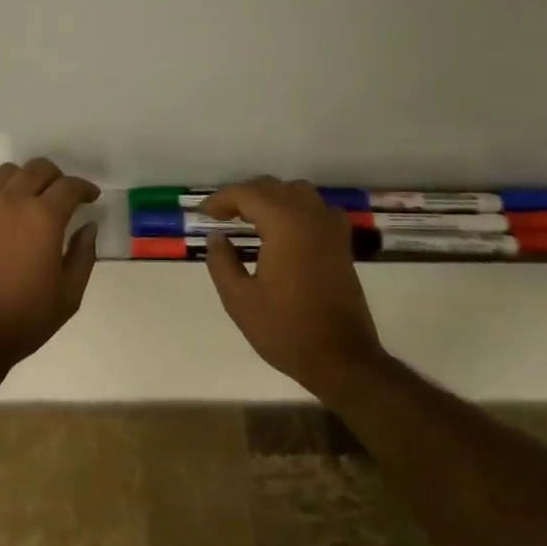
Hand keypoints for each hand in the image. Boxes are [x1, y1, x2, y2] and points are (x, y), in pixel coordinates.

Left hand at [0, 158, 100, 370]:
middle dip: (56, 177)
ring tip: (26, 197)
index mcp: (44, 217)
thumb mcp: (68, 296)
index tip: (90, 197)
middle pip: (38, 169)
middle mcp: (13, 201)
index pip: (70, 186)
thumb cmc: (22, 320)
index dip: (85, 188)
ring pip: (6, 172)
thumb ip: (83, 256)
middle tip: (61, 195)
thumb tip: (88, 226)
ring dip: (23, 179)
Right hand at [202, 177, 387, 400]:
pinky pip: (318, 208)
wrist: (342, 358)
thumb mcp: (240, 301)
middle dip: (244, 195)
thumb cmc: (287, 330)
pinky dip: (299, 208)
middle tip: (223, 216)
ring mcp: (330, 227)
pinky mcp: (342, 242)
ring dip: (272, 197)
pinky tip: (289, 228)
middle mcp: (309, 215)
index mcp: (284, 224)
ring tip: (252, 218)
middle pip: (272, 187)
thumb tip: (217, 237)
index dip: (222, 199)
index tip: (205, 214)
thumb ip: (222, 262)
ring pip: (297, 191)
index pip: (247, 194)